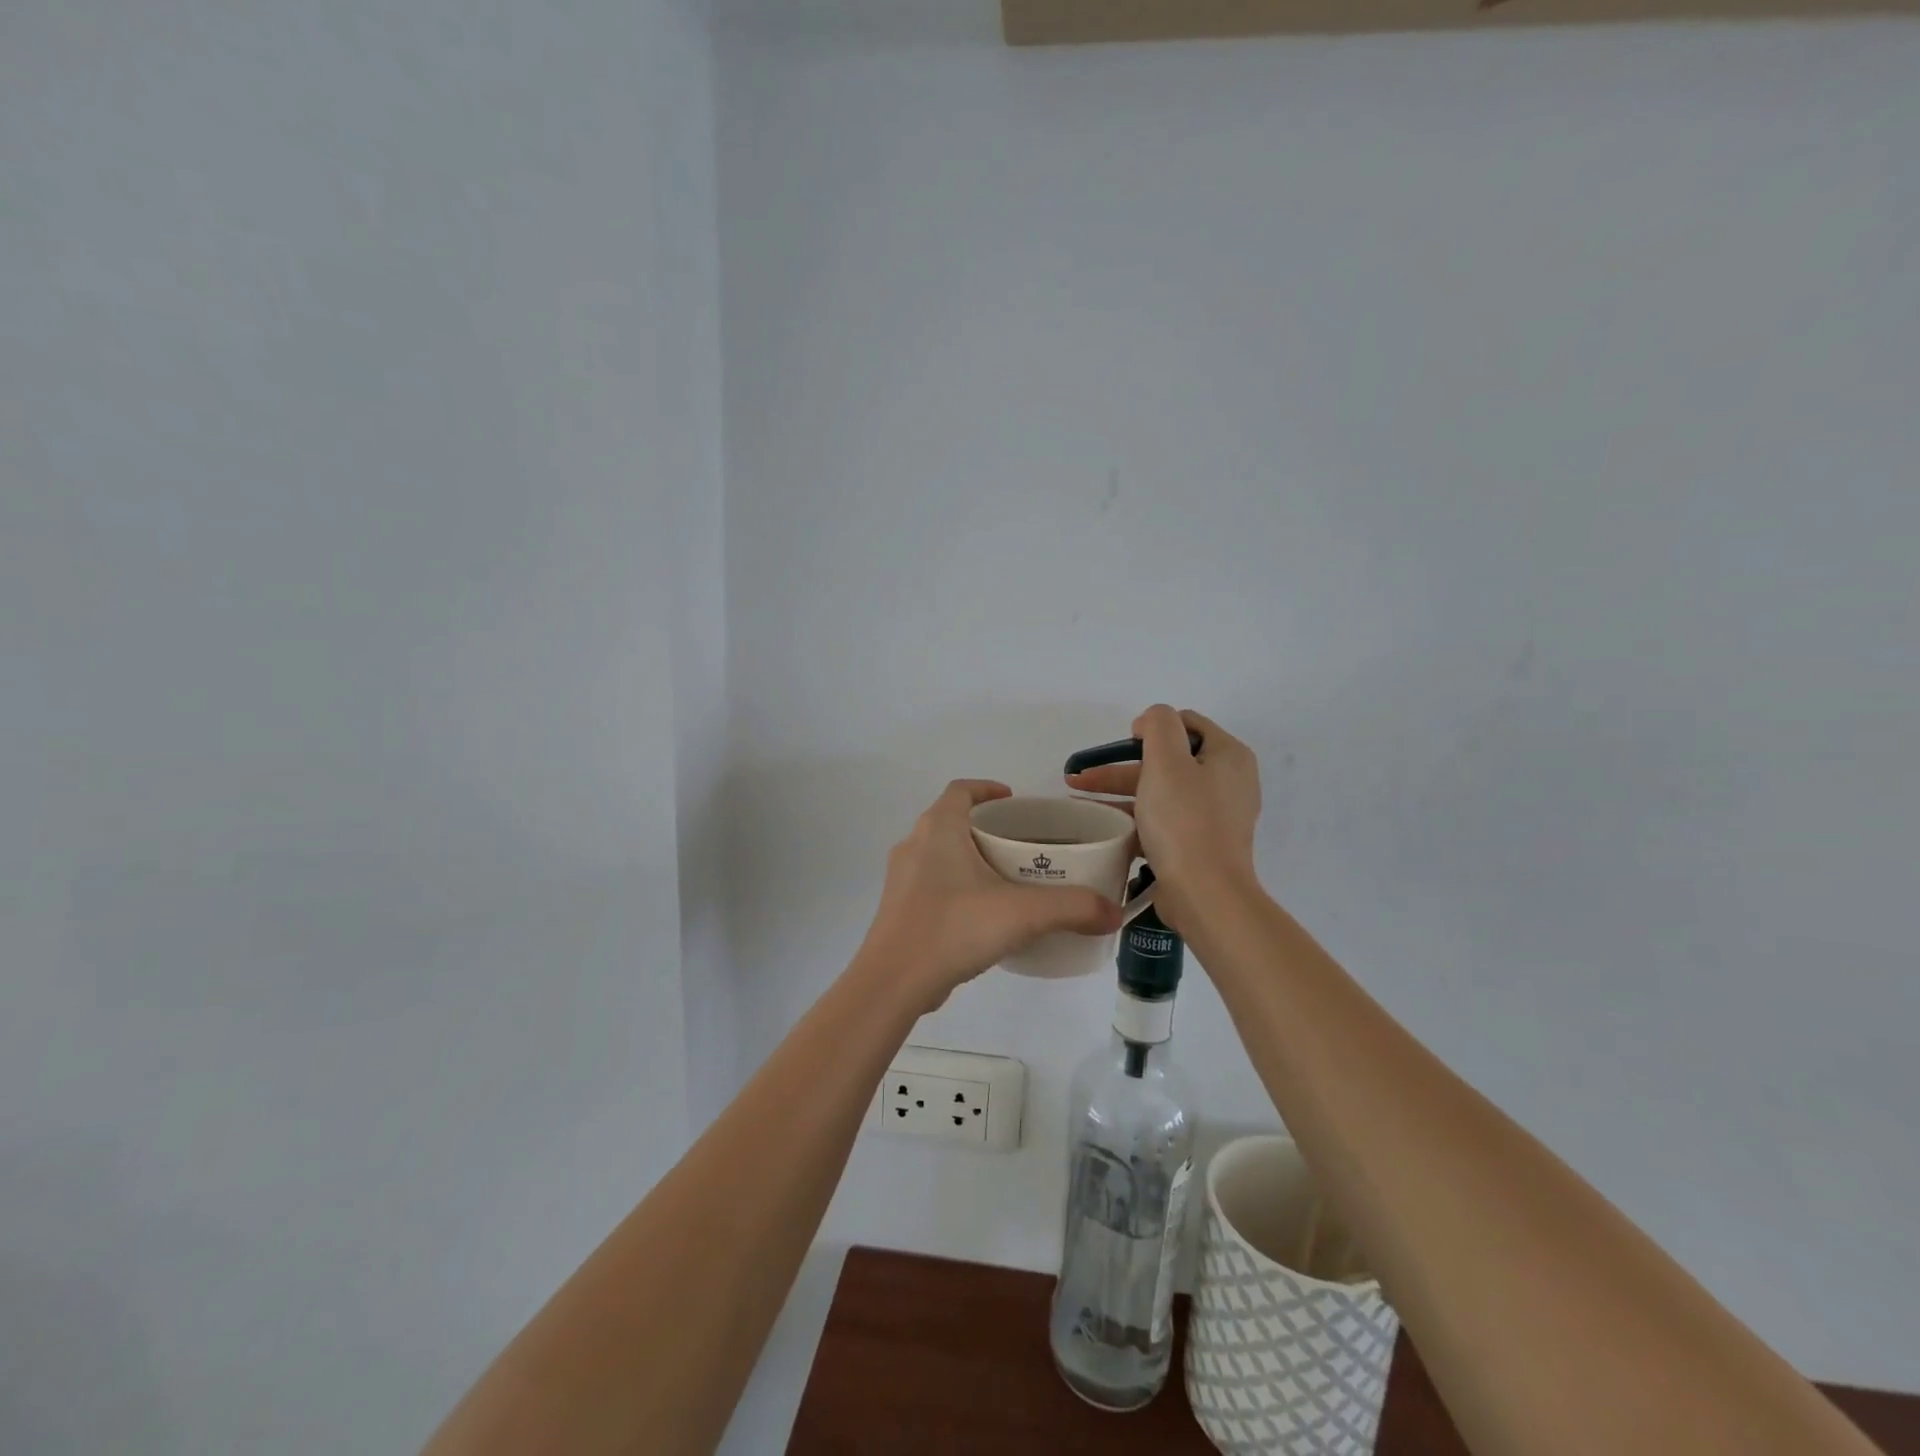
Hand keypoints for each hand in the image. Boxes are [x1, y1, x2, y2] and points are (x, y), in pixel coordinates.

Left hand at [861, 780, 1125, 1009]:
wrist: (893, 981)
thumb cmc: (954, 928)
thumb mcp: (1022, 914)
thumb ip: (1072, 908)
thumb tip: (1113, 912)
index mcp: (938, 828)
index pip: (961, 790)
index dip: (987, 789)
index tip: (1014, 801)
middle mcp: (914, 844)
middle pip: (951, 820)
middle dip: (985, 827)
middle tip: (1021, 845)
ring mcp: (901, 877)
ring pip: (939, 853)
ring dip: (968, 857)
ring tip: (1005, 878)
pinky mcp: (897, 908)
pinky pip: (931, 882)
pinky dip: (955, 885)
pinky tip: (980, 914)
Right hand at [1065, 705, 1261, 932]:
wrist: (1205, 894)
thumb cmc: (1185, 821)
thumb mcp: (1167, 760)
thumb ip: (1158, 725)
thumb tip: (1151, 722)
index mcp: (1228, 756)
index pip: (1186, 723)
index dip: (1151, 728)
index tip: (1123, 744)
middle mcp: (1227, 782)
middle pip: (1168, 760)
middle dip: (1121, 766)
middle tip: (1082, 776)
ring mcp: (1214, 816)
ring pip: (1160, 791)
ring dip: (1119, 792)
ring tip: (1079, 799)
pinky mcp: (1199, 844)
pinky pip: (1162, 820)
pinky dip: (1133, 818)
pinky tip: (1102, 825)